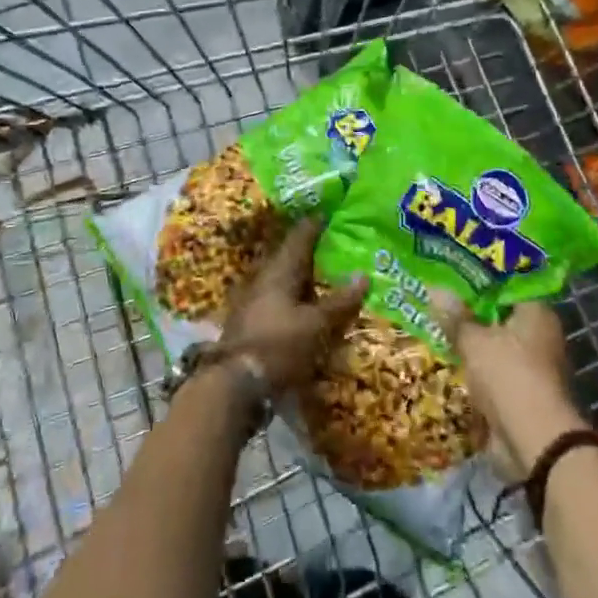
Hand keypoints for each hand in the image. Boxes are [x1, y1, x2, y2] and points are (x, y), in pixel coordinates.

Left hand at [218, 220, 367, 394]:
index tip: (331, 212)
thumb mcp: (316, 325)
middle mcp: (263, 279)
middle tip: (335, 246)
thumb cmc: (278, 346)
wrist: (234, 385)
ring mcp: (253, 301)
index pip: (300, 237)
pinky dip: (295, 299)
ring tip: (327, 277)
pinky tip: (308, 308)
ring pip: (283, 280)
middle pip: (290, 258)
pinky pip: (278, 301)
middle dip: (311, 252)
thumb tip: (364, 275)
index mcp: (279, 271)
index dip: (315, 224)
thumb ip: (340, 302)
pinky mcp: (250, 324)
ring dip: (303, 279)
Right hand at [432, 296, 586, 482]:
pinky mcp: (523, 392)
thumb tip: (435, 289)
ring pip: (496, 344)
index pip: (507, 285)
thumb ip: (455, 317)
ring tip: (437, 327)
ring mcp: (533, 366)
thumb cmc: (508, 375)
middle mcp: (540, 335)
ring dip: (472, 342)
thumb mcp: (474, 341)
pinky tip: (450, 360)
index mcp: (537, 312)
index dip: (479, 279)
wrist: (535, 441)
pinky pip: (494, 370)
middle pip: (500, 315)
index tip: (451, 274)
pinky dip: (476, 367)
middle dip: (471, 312)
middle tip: (438, 300)